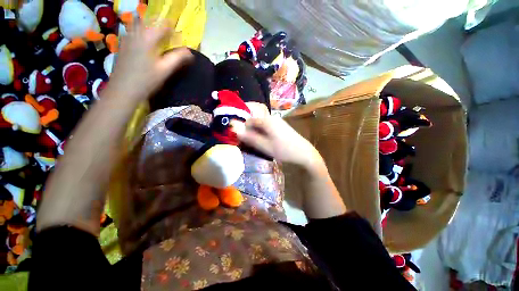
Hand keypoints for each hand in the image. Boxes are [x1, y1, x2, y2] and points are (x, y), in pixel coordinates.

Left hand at [106, 18, 192, 101]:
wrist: (123, 89)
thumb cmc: (146, 80)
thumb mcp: (165, 70)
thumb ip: (177, 59)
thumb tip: (190, 52)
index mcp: (147, 39)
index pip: (161, 26)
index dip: (170, 26)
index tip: (178, 30)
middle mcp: (135, 35)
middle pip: (147, 21)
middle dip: (157, 21)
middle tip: (166, 26)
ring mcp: (126, 40)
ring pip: (137, 25)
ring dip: (147, 24)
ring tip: (155, 29)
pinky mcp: (122, 46)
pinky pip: (131, 32)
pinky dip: (139, 30)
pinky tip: (142, 38)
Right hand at [233, 116, 322, 168]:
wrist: (304, 153)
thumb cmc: (283, 150)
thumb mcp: (264, 146)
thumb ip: (249, 137)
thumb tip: (235, 129)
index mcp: (267, 120)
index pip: (249, 120)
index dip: (244, 129)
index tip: (244, 139)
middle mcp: (272, 117)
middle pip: (255, 121)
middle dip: (251, 131)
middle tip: (252, 143)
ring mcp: (278, 121)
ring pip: (262, 125)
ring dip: (257, 133)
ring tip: (259, 144)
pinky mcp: (281, 126)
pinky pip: (268, 127)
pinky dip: (264, 133)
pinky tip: (268, 142)